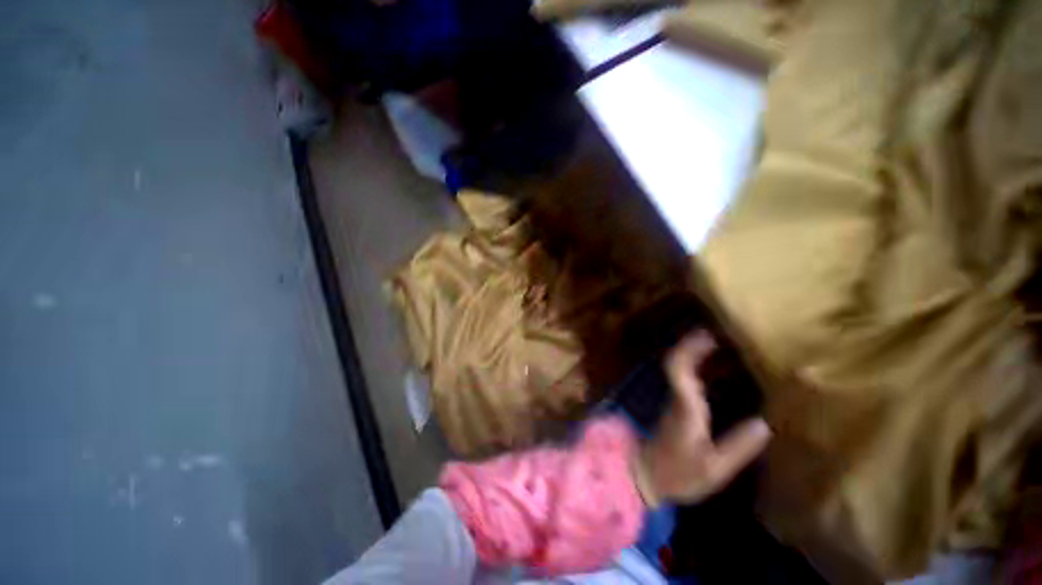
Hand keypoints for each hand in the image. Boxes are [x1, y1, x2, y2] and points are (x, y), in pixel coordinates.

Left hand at [634, 330, 771, 505]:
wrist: (646, 475)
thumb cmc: (678, 474)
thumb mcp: (714, 468)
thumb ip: (738, 447)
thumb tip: (765, 424)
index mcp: (685, 406)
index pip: (678, 368)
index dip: (689, 348)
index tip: (708, 334)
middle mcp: (676, 396)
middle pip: (678, 361)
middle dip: (695, 344)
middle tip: (721, 333)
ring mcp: (674, 399)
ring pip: (681, 368)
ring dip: (697, 353)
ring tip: (724, 344)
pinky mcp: (676, 405)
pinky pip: (686, 378)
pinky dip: (700, 368)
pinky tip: (719, 369)